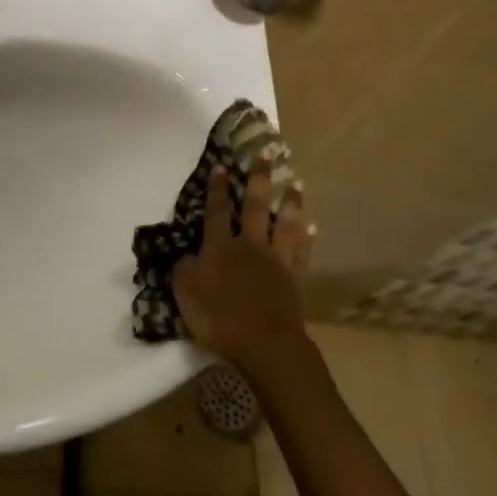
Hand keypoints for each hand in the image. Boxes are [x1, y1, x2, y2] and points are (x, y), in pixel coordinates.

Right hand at [173, 165, 313, 376]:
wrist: (264, 343)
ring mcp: (276, 260)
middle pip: (255, 205)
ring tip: (297, 181)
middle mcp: (249, 245)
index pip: (216, 210)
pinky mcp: (295, 278)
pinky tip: (313, 226)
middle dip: (260, 177)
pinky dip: (307, 239)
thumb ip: (183, 270)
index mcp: (219, 247)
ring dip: (291, 201)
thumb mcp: (185, 295)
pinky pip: (302, 253)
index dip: (217, 188)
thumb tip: (186, 255)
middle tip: (269, 151)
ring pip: (285, 223)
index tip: (221, 164)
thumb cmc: (219, 318)